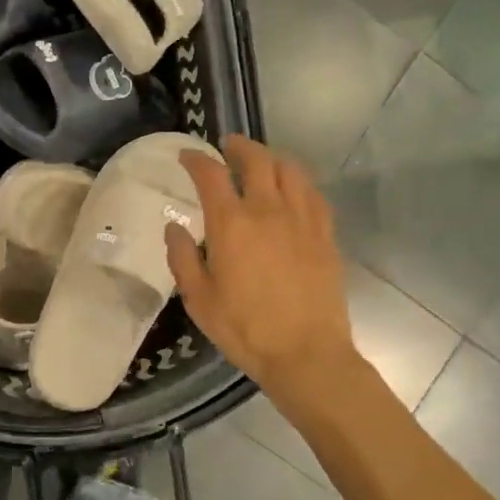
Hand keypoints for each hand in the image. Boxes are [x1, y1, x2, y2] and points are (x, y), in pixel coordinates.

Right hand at [166, 135, 356, 396]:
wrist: (306, 353)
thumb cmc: (245, 329)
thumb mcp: (199, 299)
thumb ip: (182, 258)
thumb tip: (174, 228)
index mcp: (231, 224)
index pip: (211, 175)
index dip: (196, 160)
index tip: (187, 156)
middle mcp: (268, 210)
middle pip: (256, 160)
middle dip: (239, 146)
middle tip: (228, 146)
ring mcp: (302, 219)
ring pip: (290, 170)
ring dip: (271, 157)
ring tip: (261, 161)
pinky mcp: (325, 235)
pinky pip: (313, 194)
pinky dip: (298, 182)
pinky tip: (294, 190)